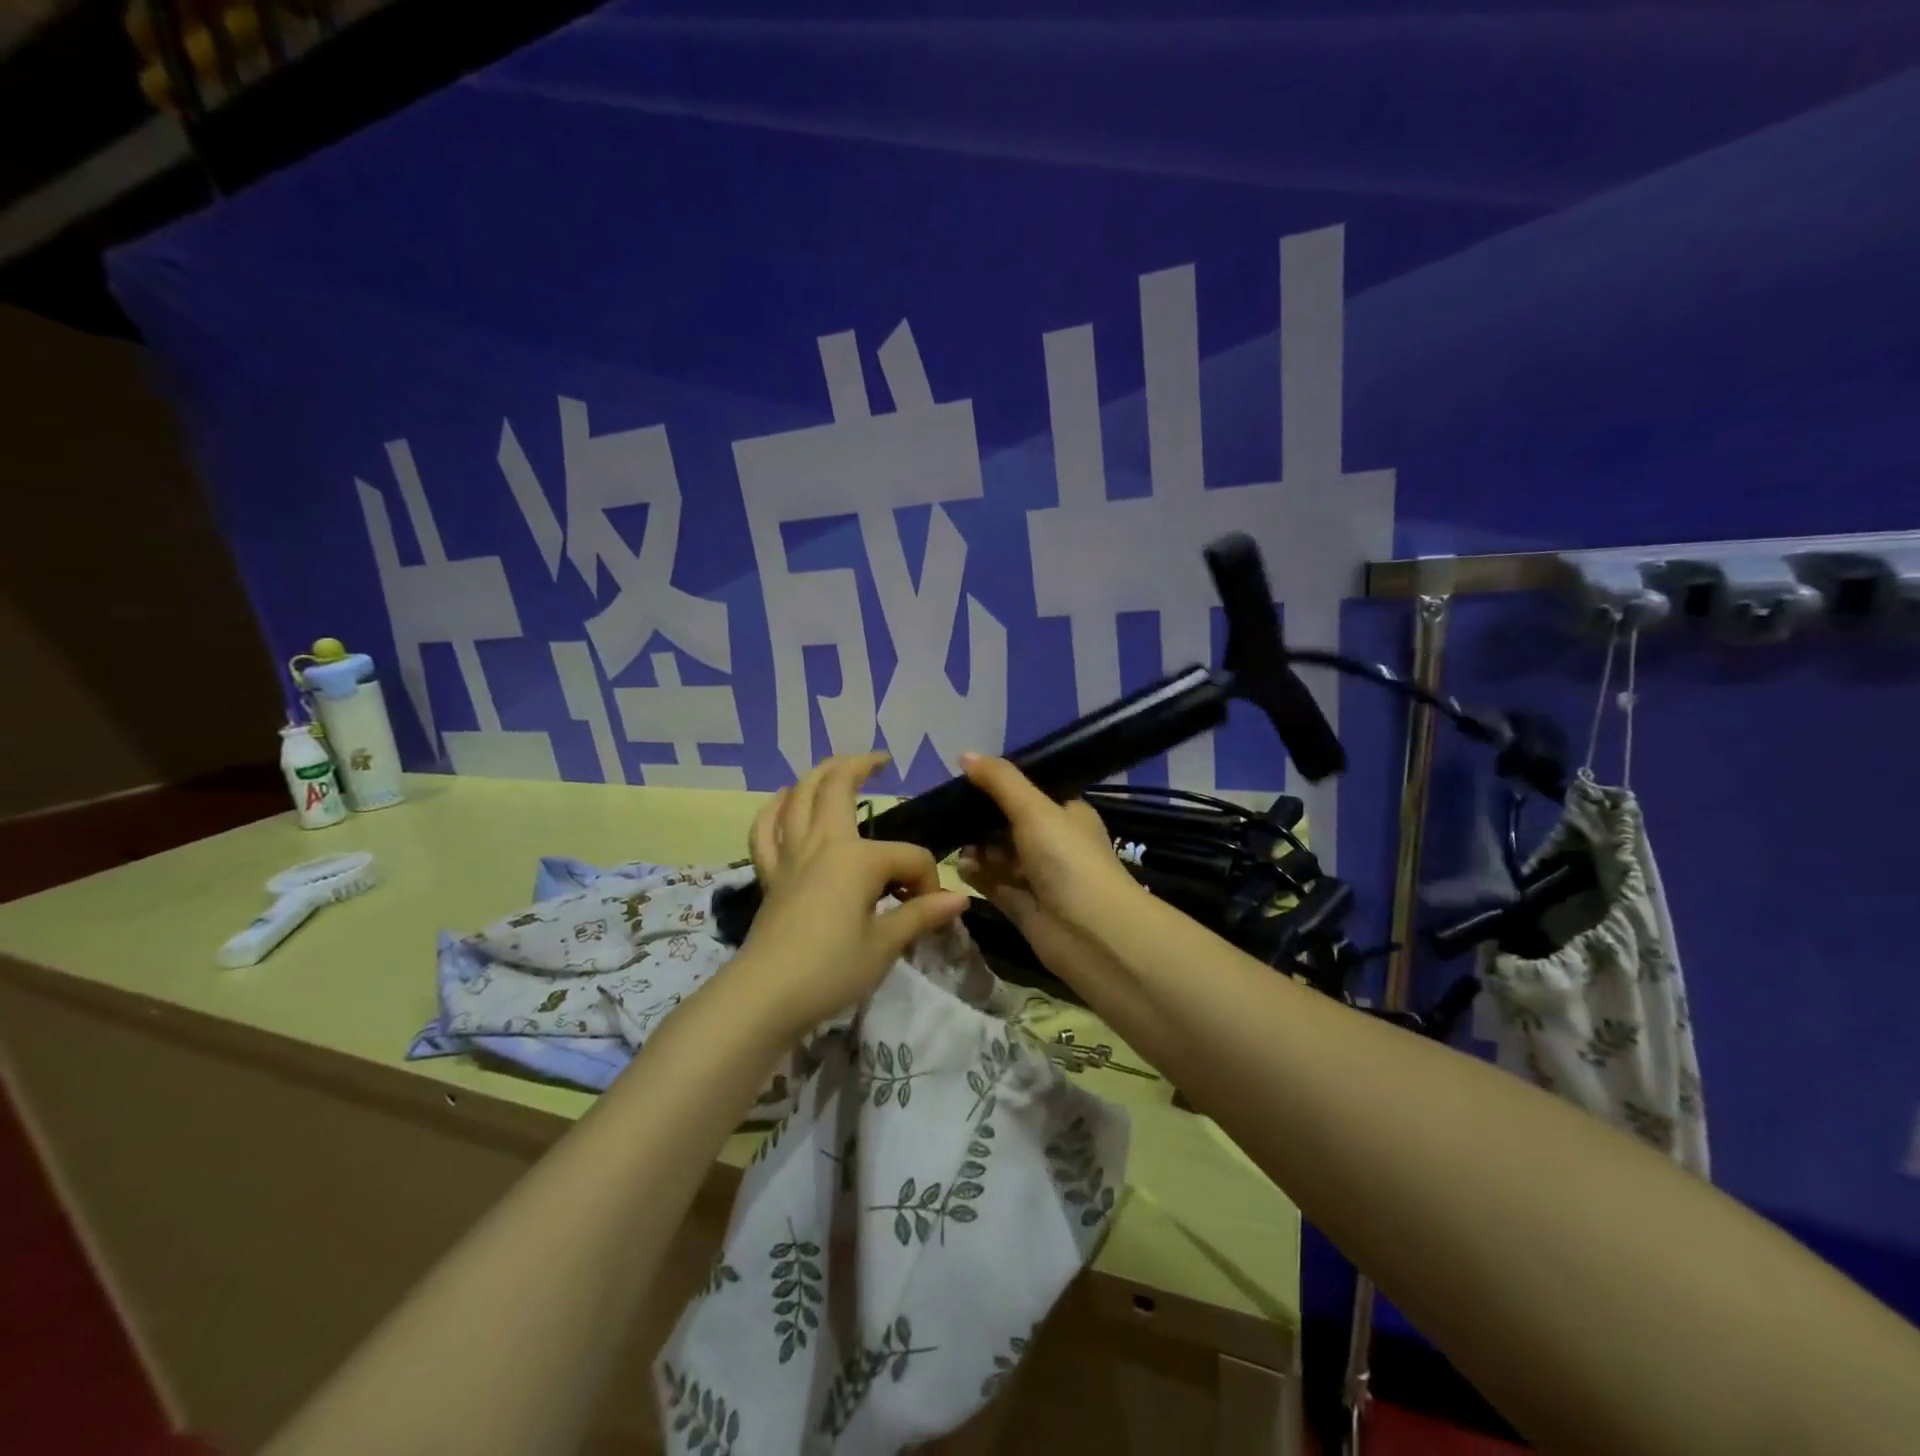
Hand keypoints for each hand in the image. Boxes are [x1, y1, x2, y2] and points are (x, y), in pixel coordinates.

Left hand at [734, 752, 968, 1037]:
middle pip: (837, 787)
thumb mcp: (885, 945)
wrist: (766, 997)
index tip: (930, 911)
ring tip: (836, 767)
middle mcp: (823, 844)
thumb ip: (921, 915)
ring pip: (798, 797)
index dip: (928, 882)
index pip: (910, 857)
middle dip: (860, 767)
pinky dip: (774, 810)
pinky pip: (765, 831)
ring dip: (818, 775)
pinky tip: (784, 801)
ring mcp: (791, 856)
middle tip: (880, 762)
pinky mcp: (770, 875)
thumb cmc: (831, 970)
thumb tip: (960, 899)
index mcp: (857, 859)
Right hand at [956, 753, 1146, 976]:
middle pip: (1010, 823)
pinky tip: (960, 867)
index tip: (965, 778)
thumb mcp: (1035, 809)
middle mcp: (1054, 843)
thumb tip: (964, 754)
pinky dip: (978, 875)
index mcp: (1067, 813)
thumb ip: (1000, 781)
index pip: (1030, 791)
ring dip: (977, 848)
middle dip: (982, 818)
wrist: (1092, 933)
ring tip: (954, 841)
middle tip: (950, 812)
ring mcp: (1039, 876)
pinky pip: (995, 883)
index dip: (1000, 785)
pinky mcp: (1024, 906)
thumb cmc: (1068, 859)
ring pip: (1000, 855)